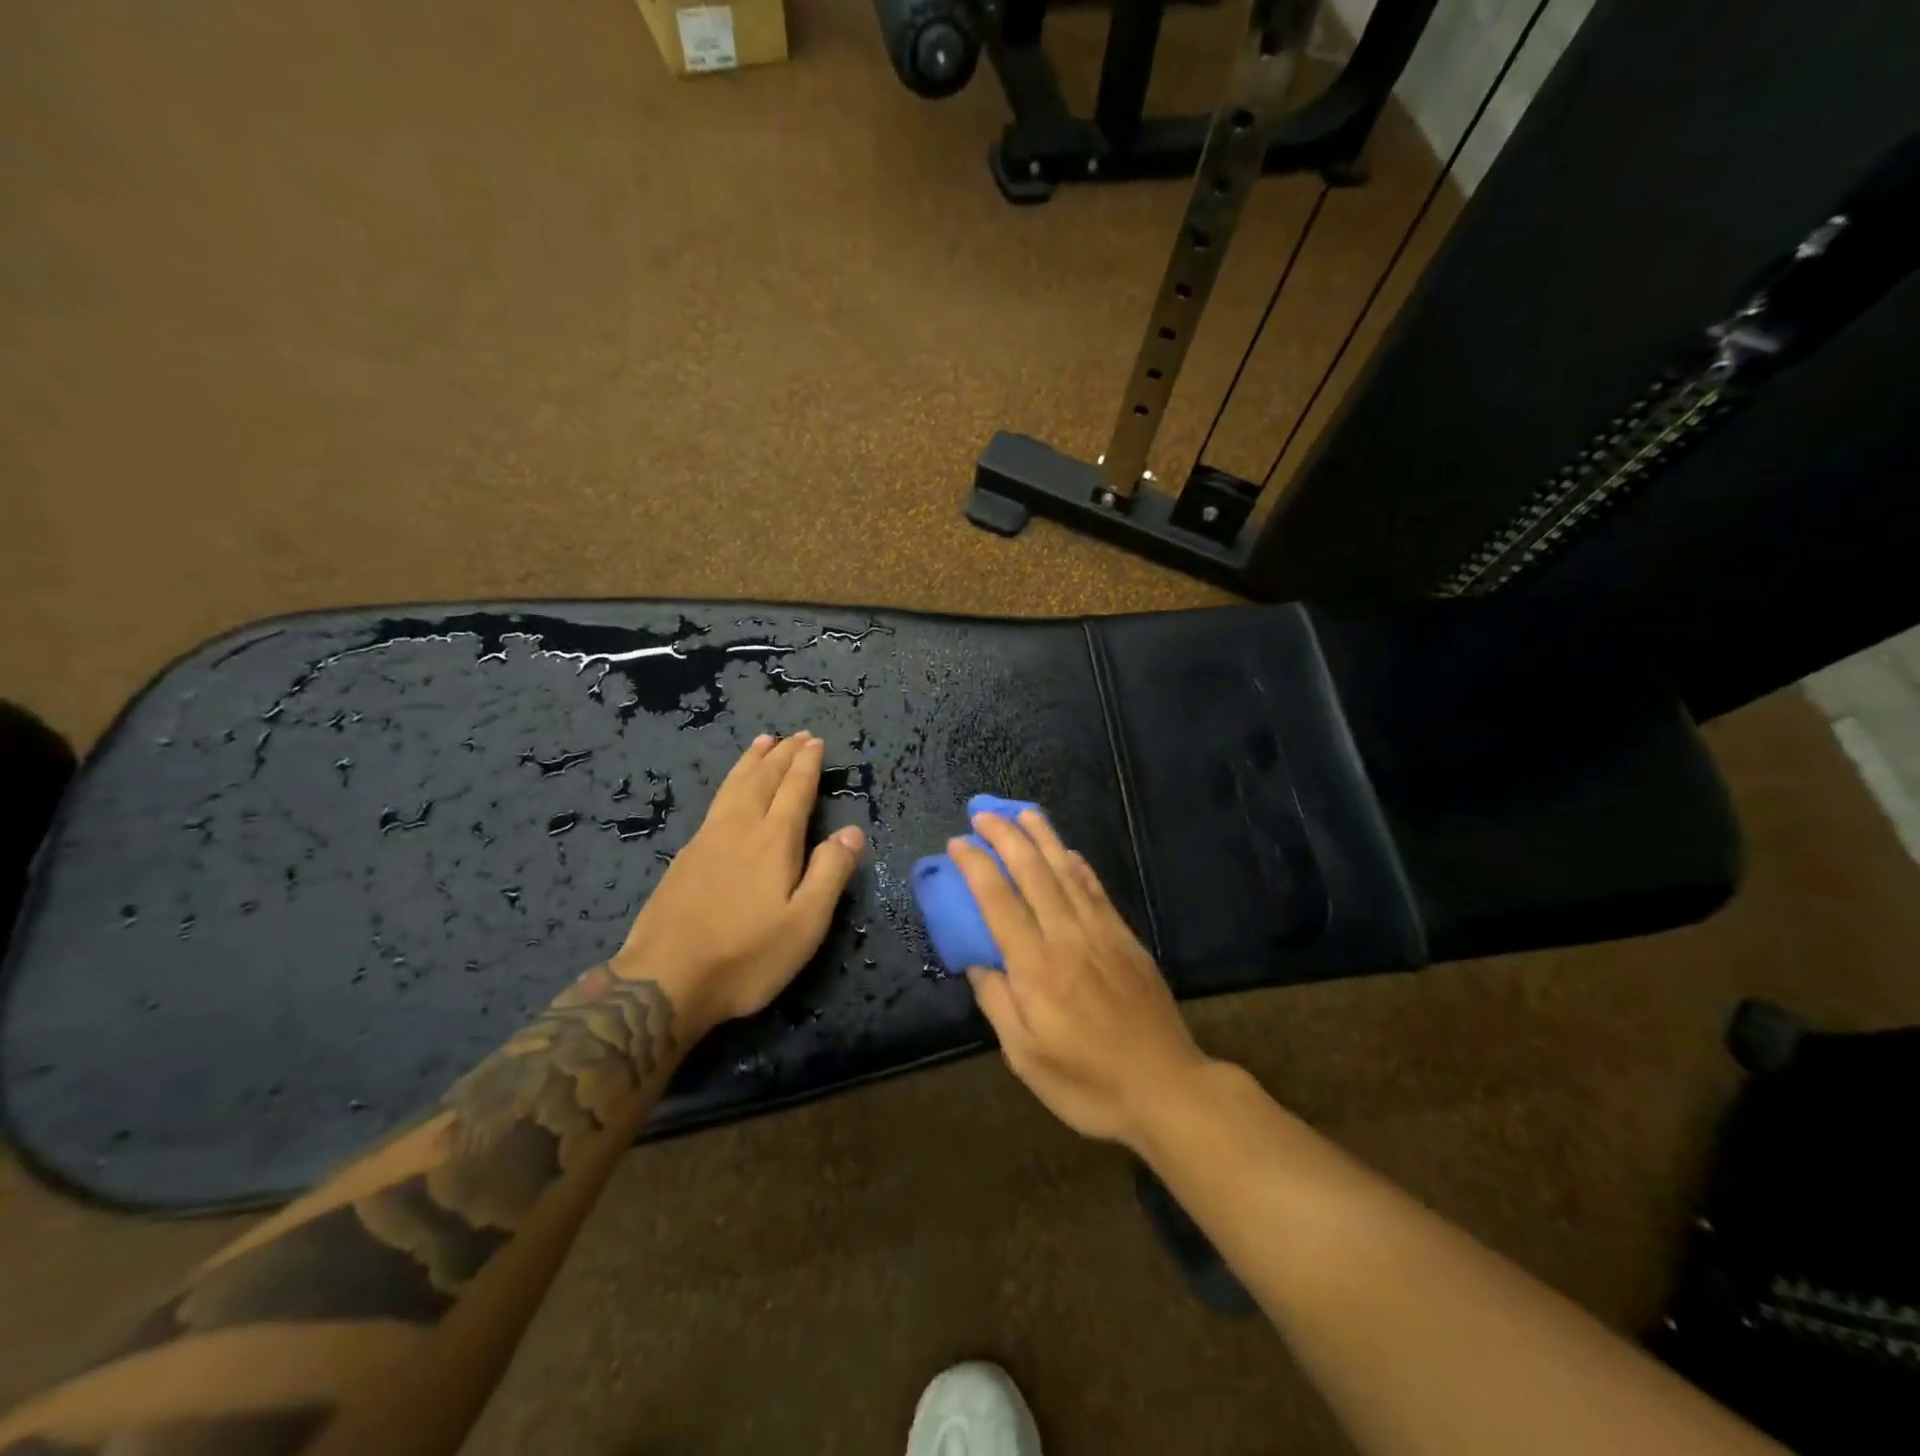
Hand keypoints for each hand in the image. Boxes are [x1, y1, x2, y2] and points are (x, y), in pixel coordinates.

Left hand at [614, 732, 864, 1033]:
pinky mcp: (685, 857)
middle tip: (796, 735)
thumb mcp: (805, 923)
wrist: (665, 981)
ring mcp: (707, 840)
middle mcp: (740, 828)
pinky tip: (730, 790)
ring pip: (734, 786)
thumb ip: (830, 872)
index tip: (815, 741)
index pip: (795, 790)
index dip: (807, 764)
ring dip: (752, 761)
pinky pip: (716, 802)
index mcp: (773, 840)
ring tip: (763, 742)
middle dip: (783, 755)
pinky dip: (731, 782)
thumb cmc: (746, 955)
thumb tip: (852, 831)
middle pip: (763, 779)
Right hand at [953, 810, 1209, 1148]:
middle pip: (1033, 872)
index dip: (975, 866)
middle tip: (983, 814)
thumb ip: (997, 1002)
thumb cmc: (1087, 1083)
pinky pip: (1096, 889)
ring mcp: (1101, 933)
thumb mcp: (1025, 1057)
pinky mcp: (1126, 938)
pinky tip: (1067, 851)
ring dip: (1042, 837)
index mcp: (1036, 968)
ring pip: (1067, 871)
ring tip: (1022, 811)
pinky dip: (1078, 864)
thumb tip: (976, 961)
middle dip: (1005, 836)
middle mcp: (1067, 937)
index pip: (998, 900)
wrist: (1167, 1088)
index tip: (957, 843)